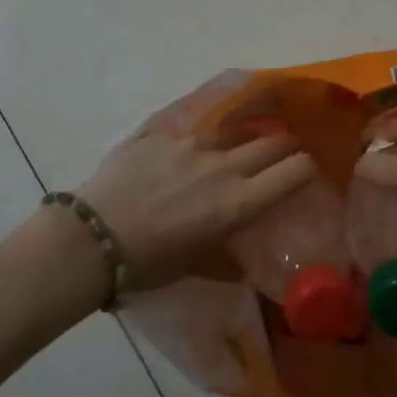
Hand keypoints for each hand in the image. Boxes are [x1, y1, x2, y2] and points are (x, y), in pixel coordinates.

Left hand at [78, 127, 317, 289]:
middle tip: (283, 153)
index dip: (307, 168)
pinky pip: (193, 129)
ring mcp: (191, 144)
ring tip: (236, 147)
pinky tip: (191, 146)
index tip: (306, 172)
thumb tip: (243, 267)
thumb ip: (224, 262)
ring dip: (243, 139)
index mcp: (238, 202)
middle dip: (285, 146)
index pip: (294, 171)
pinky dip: (201, 138)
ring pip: (234, 131)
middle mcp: (224, 166)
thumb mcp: (193, 267)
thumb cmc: (146, 263)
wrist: (89, 239)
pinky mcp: (161, 134)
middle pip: (273, 141)